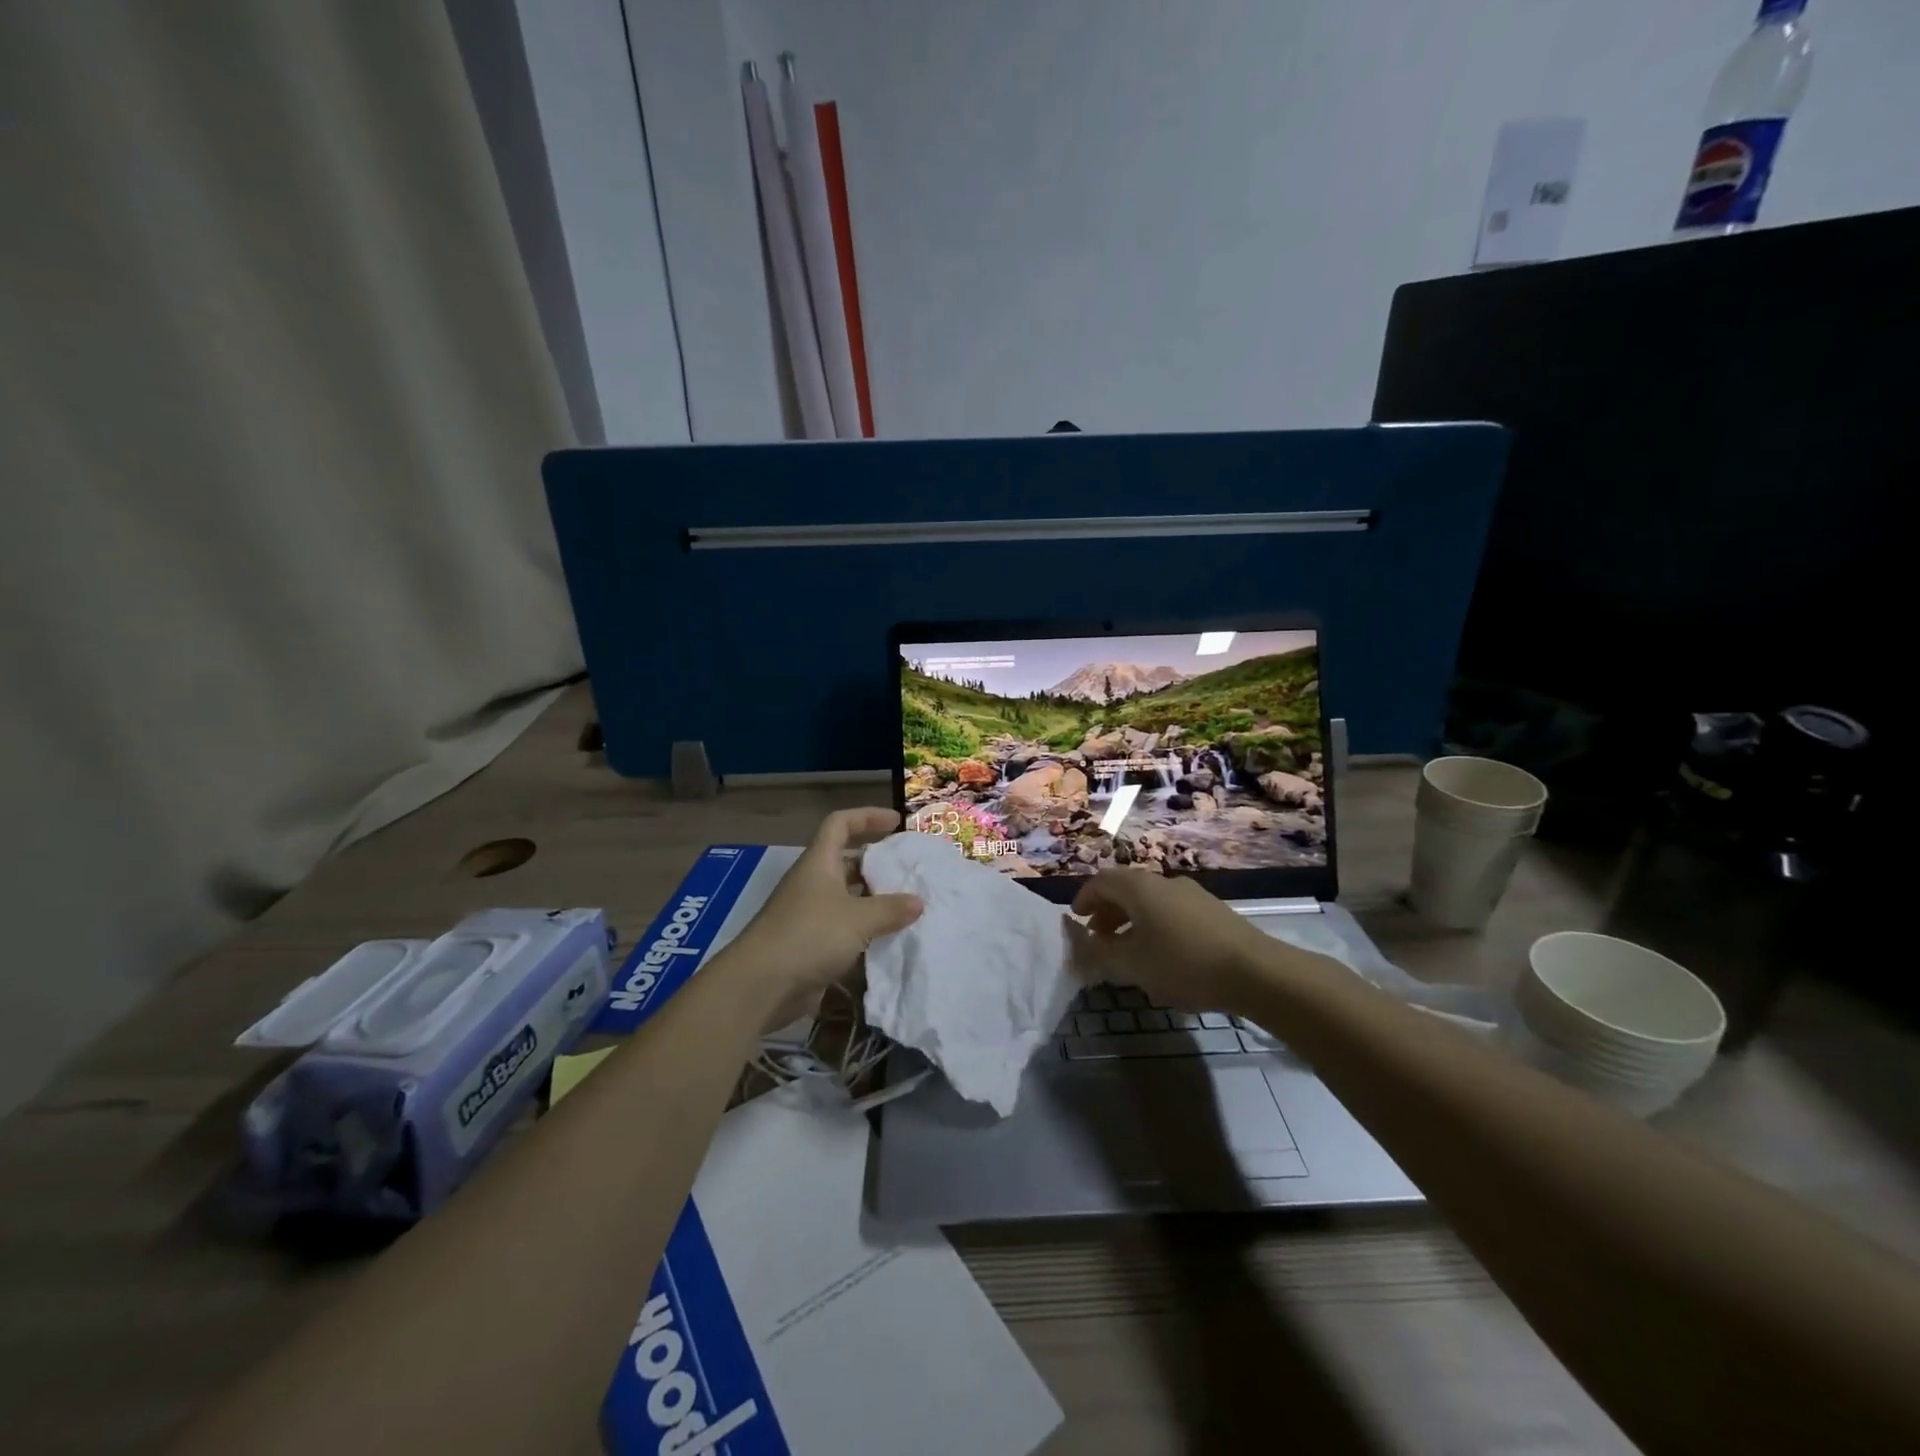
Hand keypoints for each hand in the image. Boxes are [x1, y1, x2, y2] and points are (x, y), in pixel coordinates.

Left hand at [728, 809, 923, 1025]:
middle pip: (846, 861)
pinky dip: (865, 933)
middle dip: (876, 864)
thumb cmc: (810, 935)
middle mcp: (813, 884)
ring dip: (873, 902)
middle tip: (907, 871)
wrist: (762, 985)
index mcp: (819, 863)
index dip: (867, 817)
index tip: (896, 822)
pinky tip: (890, 942)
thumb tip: (917, 902)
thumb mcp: (858, 918)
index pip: (840, 824)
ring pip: (847, 899)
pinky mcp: (810, 945)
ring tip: (907, 908)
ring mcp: (809, 915)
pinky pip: (844, 931)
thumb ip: (890, 909)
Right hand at [1068, 871, 1277, 1014]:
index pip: (1101, 881)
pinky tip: (1161, 955)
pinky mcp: (1212, 912)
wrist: (1255, 972)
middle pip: (1126, 888)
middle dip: (1107, 911)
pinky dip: (1154, 925)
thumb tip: (1077, 942)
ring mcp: (1192, 894)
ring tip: (1127, 950)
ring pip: (1150, 901)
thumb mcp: (1132, 964)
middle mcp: (1164, 882)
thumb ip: (1099, 952)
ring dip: (1131, 920)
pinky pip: (1171, 911)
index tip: (1076, 921)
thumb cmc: (1183, 963)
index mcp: (1139, 888)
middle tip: (1098, 937)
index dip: (1084, 899)